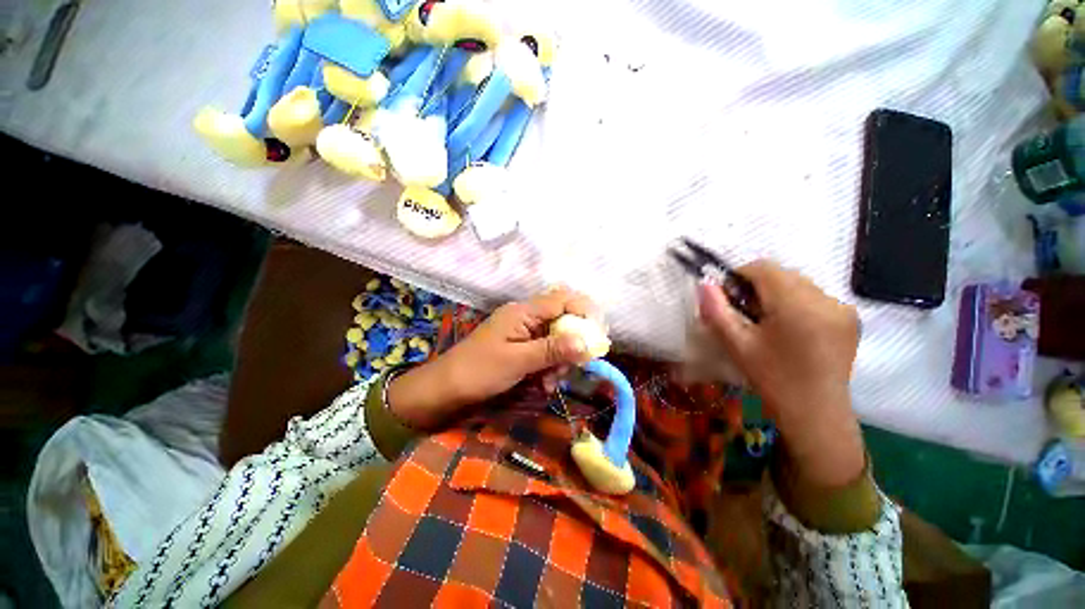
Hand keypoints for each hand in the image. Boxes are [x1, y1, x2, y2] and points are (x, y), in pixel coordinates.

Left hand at [388, 287, 602, 428]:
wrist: (446, 388)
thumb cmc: (479, 371)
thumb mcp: (518, 361)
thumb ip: (552, 349)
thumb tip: (587, 342)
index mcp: (524, 312)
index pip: (563, 299)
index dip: (584, 312)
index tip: (597, 336)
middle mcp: (526, 317)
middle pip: (563, 320)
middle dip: (572, 343)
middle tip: (573, 366)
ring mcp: (523, 332)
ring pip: (556, 338)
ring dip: (560, 360)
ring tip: (551, 383)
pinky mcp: (520, 346)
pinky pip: (545, 351)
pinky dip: (549, 366)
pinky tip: (543, 384)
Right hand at [697, 260, 864, 486]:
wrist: (815, 413)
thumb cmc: (772, 378)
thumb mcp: (737, 345)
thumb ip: (717, 311)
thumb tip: (705, 284)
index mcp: (796, 305)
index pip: (763, 268)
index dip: (740, 276)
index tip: (728, 298)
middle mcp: (825, 299)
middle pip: (781, 274)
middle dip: (757, 286)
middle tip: (745, 313)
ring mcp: (842, 307)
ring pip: (798, 283)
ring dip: (777, 293)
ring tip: (768, 322)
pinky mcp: (850, 317)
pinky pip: (815, 296)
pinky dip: (796, 302)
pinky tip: (790, 328)